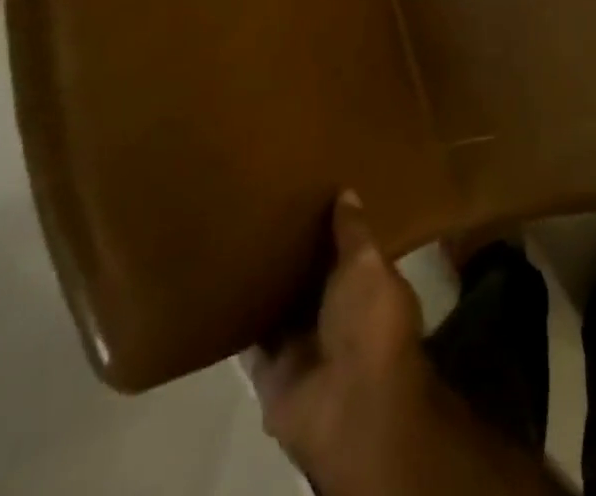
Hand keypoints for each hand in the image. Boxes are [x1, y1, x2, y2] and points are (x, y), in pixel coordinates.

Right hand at [247, 193, 433, 488]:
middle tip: (272, 206)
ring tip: (243, 234)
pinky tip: (221, 283)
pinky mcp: (273, 371)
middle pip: (315, 278)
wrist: (346, 404)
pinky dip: (239, 320)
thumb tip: (347, 192)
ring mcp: (307, 345)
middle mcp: (341, 316)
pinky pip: (252, 341)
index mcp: (373, 288)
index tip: (317, 191)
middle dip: (299, 252)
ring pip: (283, 307)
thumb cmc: (370, 321)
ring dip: (268, 283)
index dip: (339, 227)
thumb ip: (354, 231)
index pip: (354, 252)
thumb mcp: (367, 263)